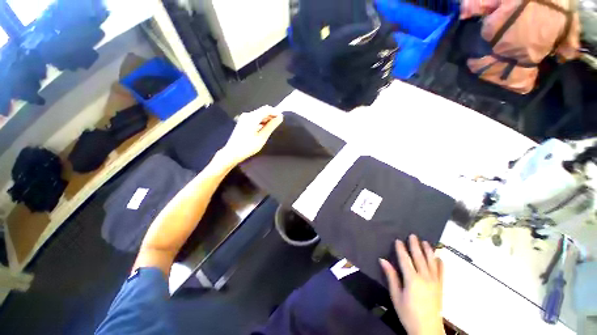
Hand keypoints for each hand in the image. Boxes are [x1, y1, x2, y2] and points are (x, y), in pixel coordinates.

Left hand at [220, 105, 282, 164]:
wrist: (232, 153)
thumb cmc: (248, 146)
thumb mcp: (262, 137)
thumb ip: (271, 126)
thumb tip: (280, 117)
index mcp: (252, 117)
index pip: (267, 109)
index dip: (276, 112)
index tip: (282, 119)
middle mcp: (248, 115)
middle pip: (262, 111)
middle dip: (271, 116)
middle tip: (278, 124)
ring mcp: (244, 118)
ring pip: (259, 115)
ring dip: (267, 119)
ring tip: (273, 127)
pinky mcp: (243, 122)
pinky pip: (255, 118)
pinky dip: (261, 122)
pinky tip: (264, 129)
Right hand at [380, 235, 444, 334]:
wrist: (428, 330)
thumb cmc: (408, 313)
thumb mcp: (396, 296)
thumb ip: (391, 276)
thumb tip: (383, 260)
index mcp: (412, 279)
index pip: (405, 259)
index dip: (401, 249)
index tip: (398, 240)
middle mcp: (425, 277)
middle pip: (419, 258)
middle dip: (415, 246)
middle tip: (413, 235)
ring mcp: (435, 282)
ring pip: (432, 262)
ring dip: (428, 251)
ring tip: (425, 242)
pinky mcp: (441, 287)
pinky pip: (441, 272)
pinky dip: (440, 263)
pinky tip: (439, 257)